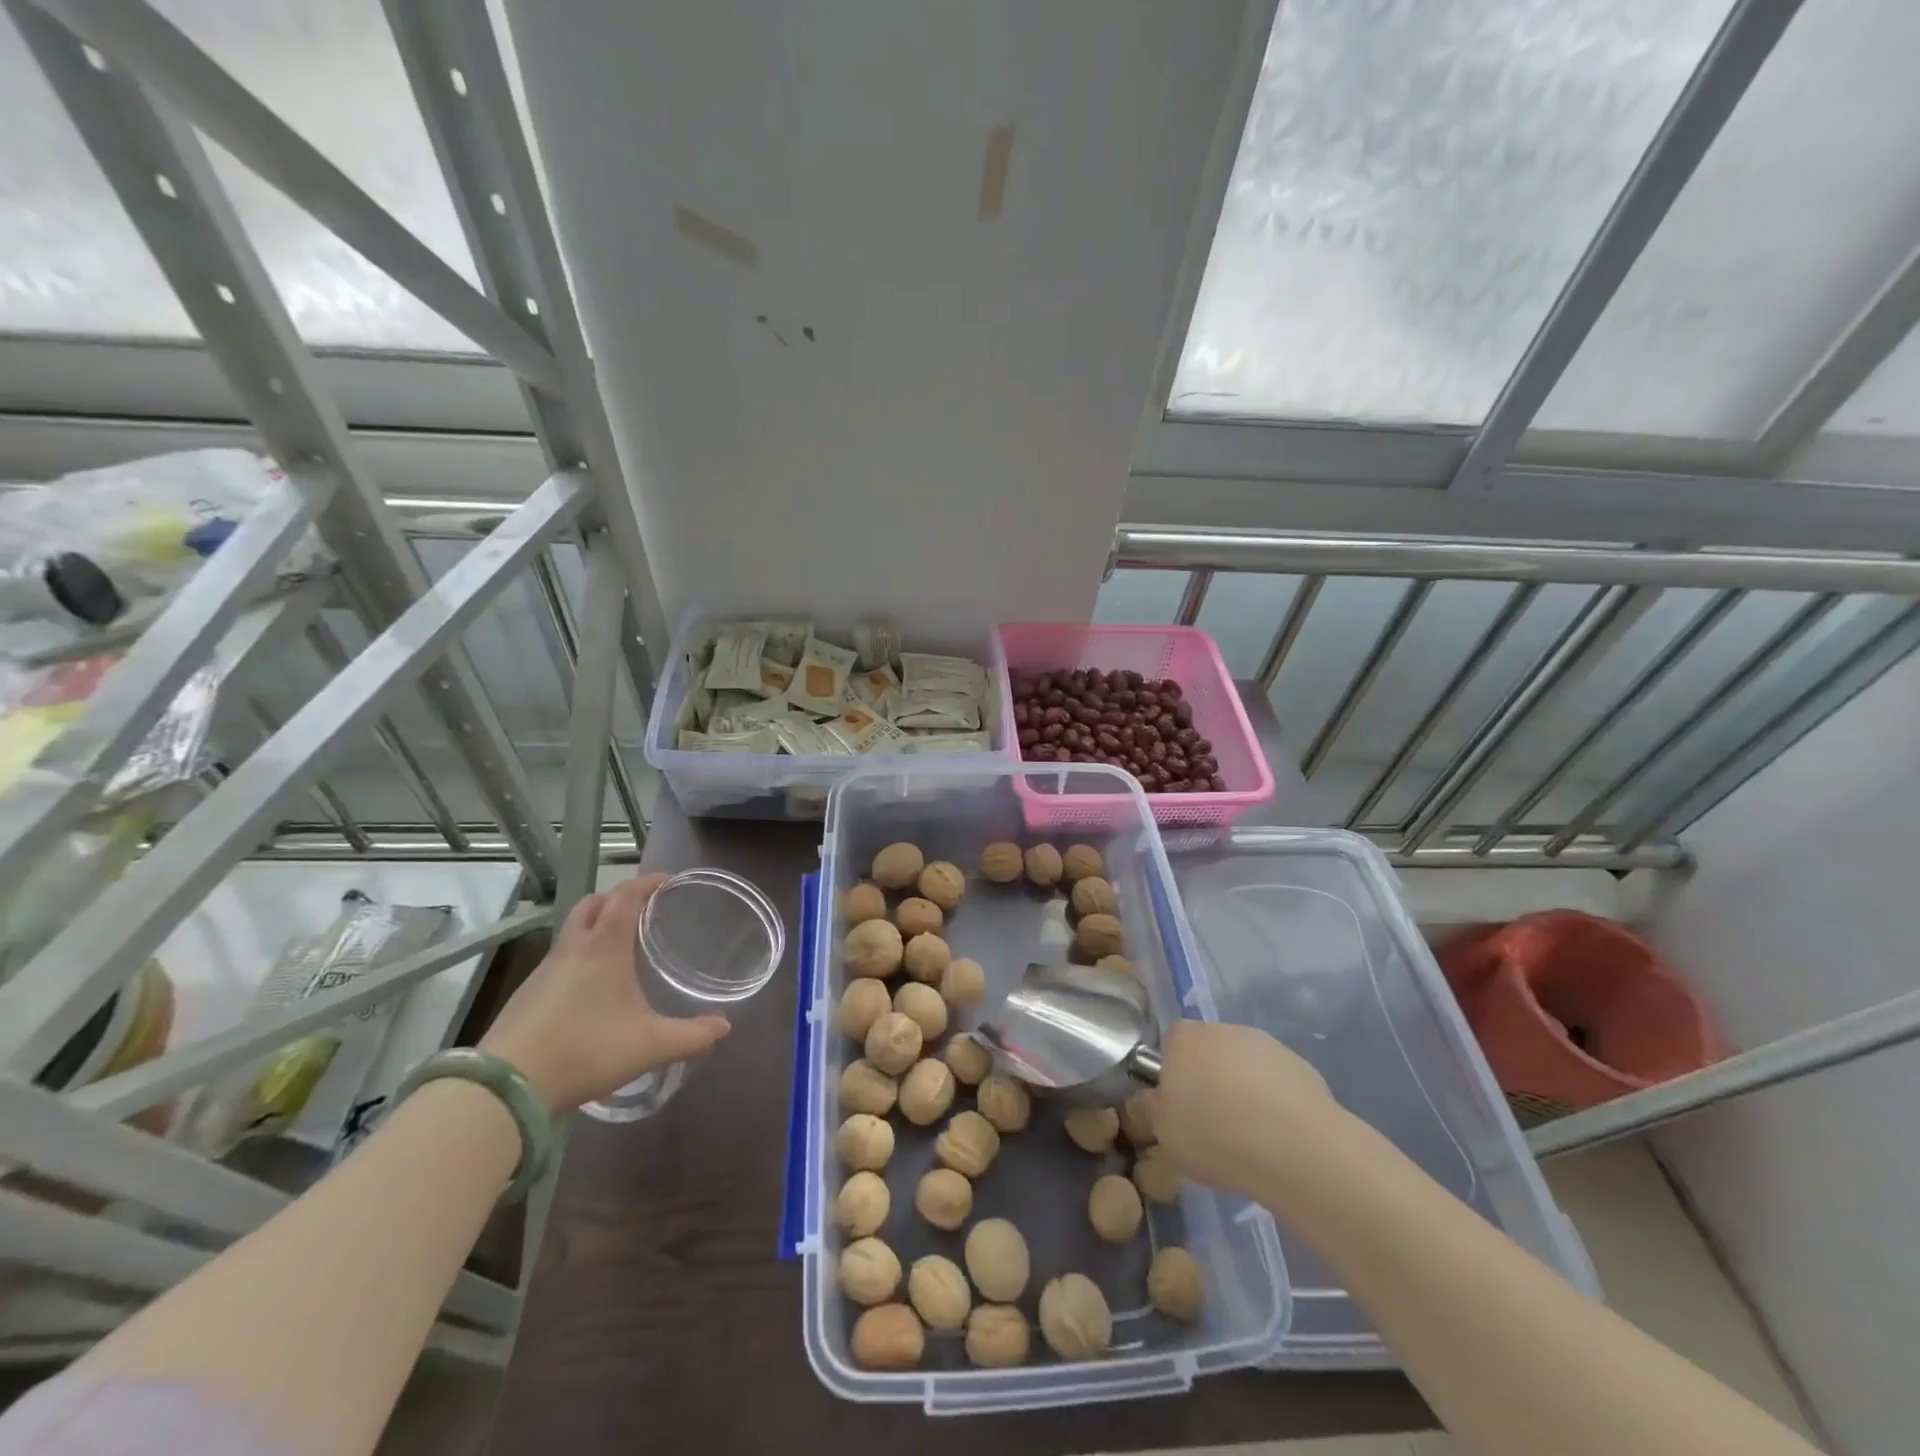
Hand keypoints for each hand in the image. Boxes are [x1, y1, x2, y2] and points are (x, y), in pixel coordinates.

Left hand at [480, 875, 729, 1111]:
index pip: (626, 896)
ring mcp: (544, 971)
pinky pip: (559, 958)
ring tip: (619, 945)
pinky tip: (589, 985)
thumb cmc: (586, 1051)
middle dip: (618, 897)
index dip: (648, 882)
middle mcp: (573, 949)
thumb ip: (691, 1036)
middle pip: (593, 904)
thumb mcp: (650, 1046)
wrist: (506, 1087)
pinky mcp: (526, 994)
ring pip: (572, 930)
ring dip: (595, 924)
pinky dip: (579, 955)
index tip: (668, 880)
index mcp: (604, 947)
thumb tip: (724, 1026)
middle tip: (643, 908)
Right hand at [1154, 1020, 1338, 1199]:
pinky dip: (1274, 1104)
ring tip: (1249, 1140)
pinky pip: (1275, 1084)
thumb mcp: (1164, 1135)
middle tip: (1210, 1128)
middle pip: (1207, 1055)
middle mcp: (1221, 1028)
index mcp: (1183, 1038)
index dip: (1171, 1080)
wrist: (1296, 1147)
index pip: (1168, 1048)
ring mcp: (1264, 1044)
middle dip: (1207, 1084)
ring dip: (1242, 1093)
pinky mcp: (1301, 1066)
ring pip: (1243, 1069)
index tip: (1178, 1113)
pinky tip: (1279, 1138)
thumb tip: (1150, 1107)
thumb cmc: (1215, 1134)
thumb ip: (1150, 1114)